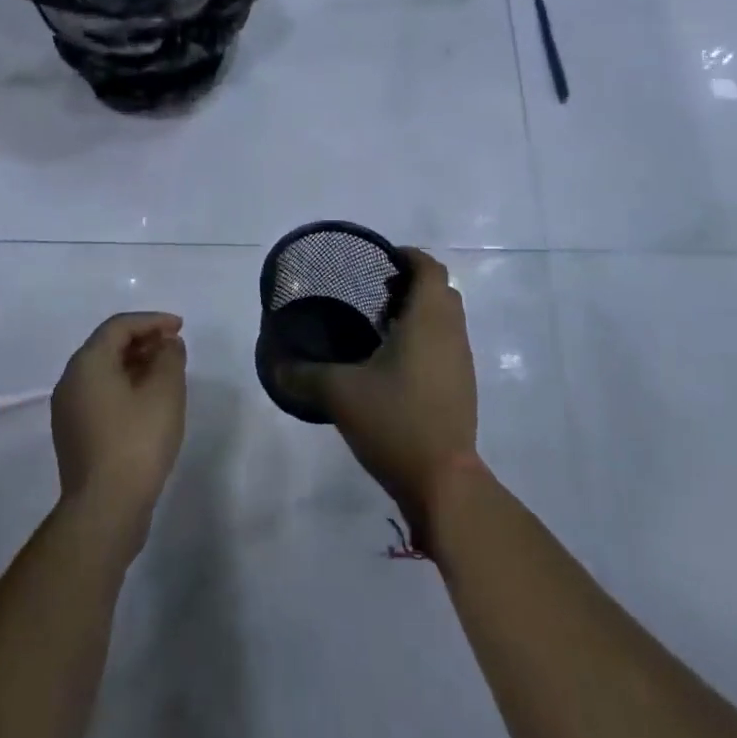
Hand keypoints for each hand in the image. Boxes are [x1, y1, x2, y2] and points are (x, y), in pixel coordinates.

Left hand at [51, 312, 186, 534]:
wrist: (105, 509)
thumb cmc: (137, 441)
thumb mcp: (165, 391)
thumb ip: (170, 357)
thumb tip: (167, 345)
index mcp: (87, 363)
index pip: (119, 326)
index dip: (152, 321)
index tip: (181, 328)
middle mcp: (70, 381)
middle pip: (108, 346)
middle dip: (144, 341)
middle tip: (175, 348)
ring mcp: (68, 410)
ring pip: (104, 372)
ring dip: (135, 365)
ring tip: (167, 373)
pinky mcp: (74, 435)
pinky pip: (101, 395)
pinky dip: (125, 387)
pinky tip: (149, 402)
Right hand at [282, 249, 476, 547]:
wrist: (443, 481)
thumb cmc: (395, 421)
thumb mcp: (340, 394)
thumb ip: (304, 374)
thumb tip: (274, 364)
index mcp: (428, 320)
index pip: (429, 268)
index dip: (407, 256)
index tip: (379, 261)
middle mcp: (451, 333)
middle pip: (440, 290)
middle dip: (411, 283)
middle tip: (374, 293)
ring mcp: (461, 362)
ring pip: (445, 319)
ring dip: (418, 312)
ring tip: (379, 325)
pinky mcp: (461, 387)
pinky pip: (445, 344)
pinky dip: (423, 338)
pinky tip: (392, 362)